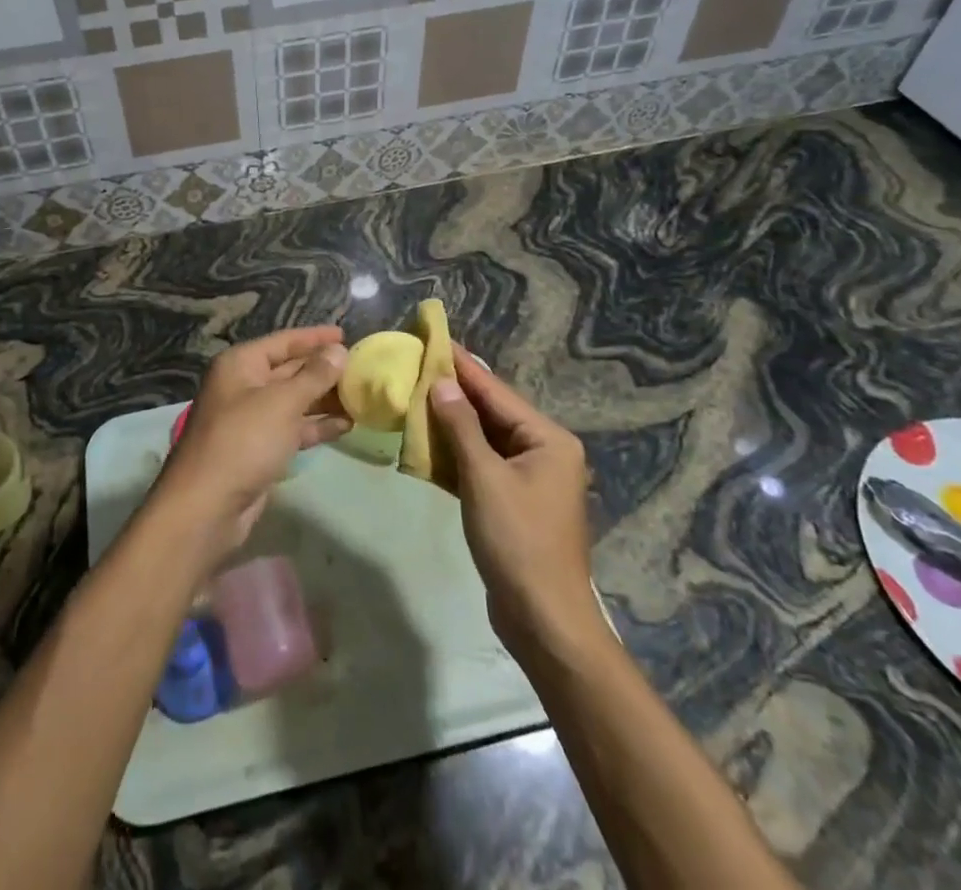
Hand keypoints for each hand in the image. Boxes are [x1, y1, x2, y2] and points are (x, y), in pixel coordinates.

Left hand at [154, 327, 350, 563]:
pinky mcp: (259, 448)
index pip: (284, 341)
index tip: (346, 334)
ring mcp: (251, 418)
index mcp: (241, 364)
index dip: (315, 337)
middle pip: (290, 370)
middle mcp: (244, 385)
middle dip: (324, 370)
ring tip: (361, 396)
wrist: (207, 505)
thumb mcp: (283, 402)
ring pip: (294, 401)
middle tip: (361, 368)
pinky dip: (316, 425)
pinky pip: (293, 428)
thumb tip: (339, 351)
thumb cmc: (244, 440)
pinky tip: (346, 425)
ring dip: (325, 399)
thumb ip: (314, 376)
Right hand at [430, 345, 604, 657]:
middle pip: (491, 412)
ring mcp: (528, 478)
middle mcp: (543, 451)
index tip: (434, 339)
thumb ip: (461, 427)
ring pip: (483, 439)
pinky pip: (480, 465)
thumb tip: (442, 382)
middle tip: (417, 364)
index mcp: (547, 439)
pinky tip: (424, 443)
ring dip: (450, 423)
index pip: (496, 392)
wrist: (544, 620)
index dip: (463, 366)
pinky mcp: (512, 501)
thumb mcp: (484, 479)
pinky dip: (455, 455)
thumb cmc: (518, 542)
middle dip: (454, 392)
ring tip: (413, 395)